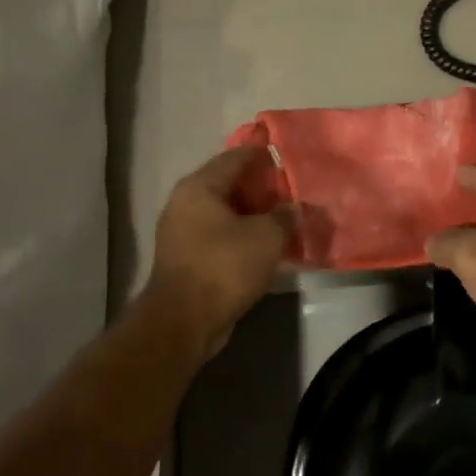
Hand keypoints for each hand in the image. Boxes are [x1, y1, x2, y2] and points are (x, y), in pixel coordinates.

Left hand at [149, 146, 293, 360]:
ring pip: (223, 212)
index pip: (234, 158)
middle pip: (227, 184)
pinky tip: (263, 244)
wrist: (183, 322)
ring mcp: (181, 232)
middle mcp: (184, 203)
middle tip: (288, 189)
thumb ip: (284, 217)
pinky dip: (240, 235)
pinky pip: (218, 235)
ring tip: (280, 217)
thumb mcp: (266, 237)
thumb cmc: (224, 266)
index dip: (260, 154)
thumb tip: (294, 209)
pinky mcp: (185, 258)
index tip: (282, 153)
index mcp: (199, 187)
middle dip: (258, 186)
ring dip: (250, 214)